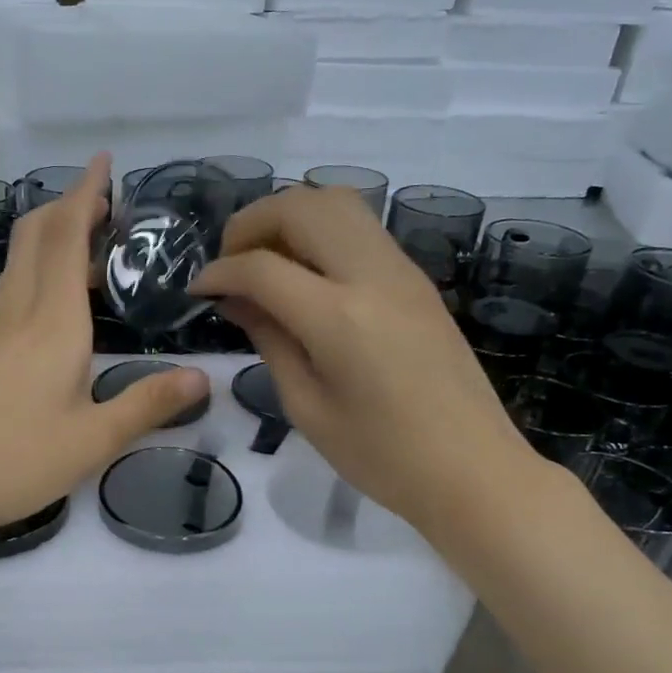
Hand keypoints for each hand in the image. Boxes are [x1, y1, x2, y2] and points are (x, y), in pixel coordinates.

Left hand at [0, 156, 207, 544]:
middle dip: (66, 206)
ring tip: (84, 242)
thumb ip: (147, 405)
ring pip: (19, 261)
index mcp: (54, 321)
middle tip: (101, 201)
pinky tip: (49, 303)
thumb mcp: (92, 440)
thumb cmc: (13, 459)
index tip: (102, 161)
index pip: (69, 237)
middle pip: (36, 236)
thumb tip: (202, 379)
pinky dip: (36, 271)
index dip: (86, 194)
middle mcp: (19, 312)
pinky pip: (10, 291)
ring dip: (49, 236)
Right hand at [189, 186, 548, 543]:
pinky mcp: (416, 278)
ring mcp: (401, 270)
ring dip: (289, 217)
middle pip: (301, 206)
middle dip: (252, 223)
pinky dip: (320, 232)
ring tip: (266, 261)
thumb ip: (269, 340)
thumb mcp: (307, 407)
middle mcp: (372, 276)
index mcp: (338, 318)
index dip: (219, 271)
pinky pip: (360, 228)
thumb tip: (236, 299)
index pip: (261, 266)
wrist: (473, 470)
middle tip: (231, 263)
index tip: (198, 290)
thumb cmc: (382, 456)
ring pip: (336, 202)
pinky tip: (305, 274)